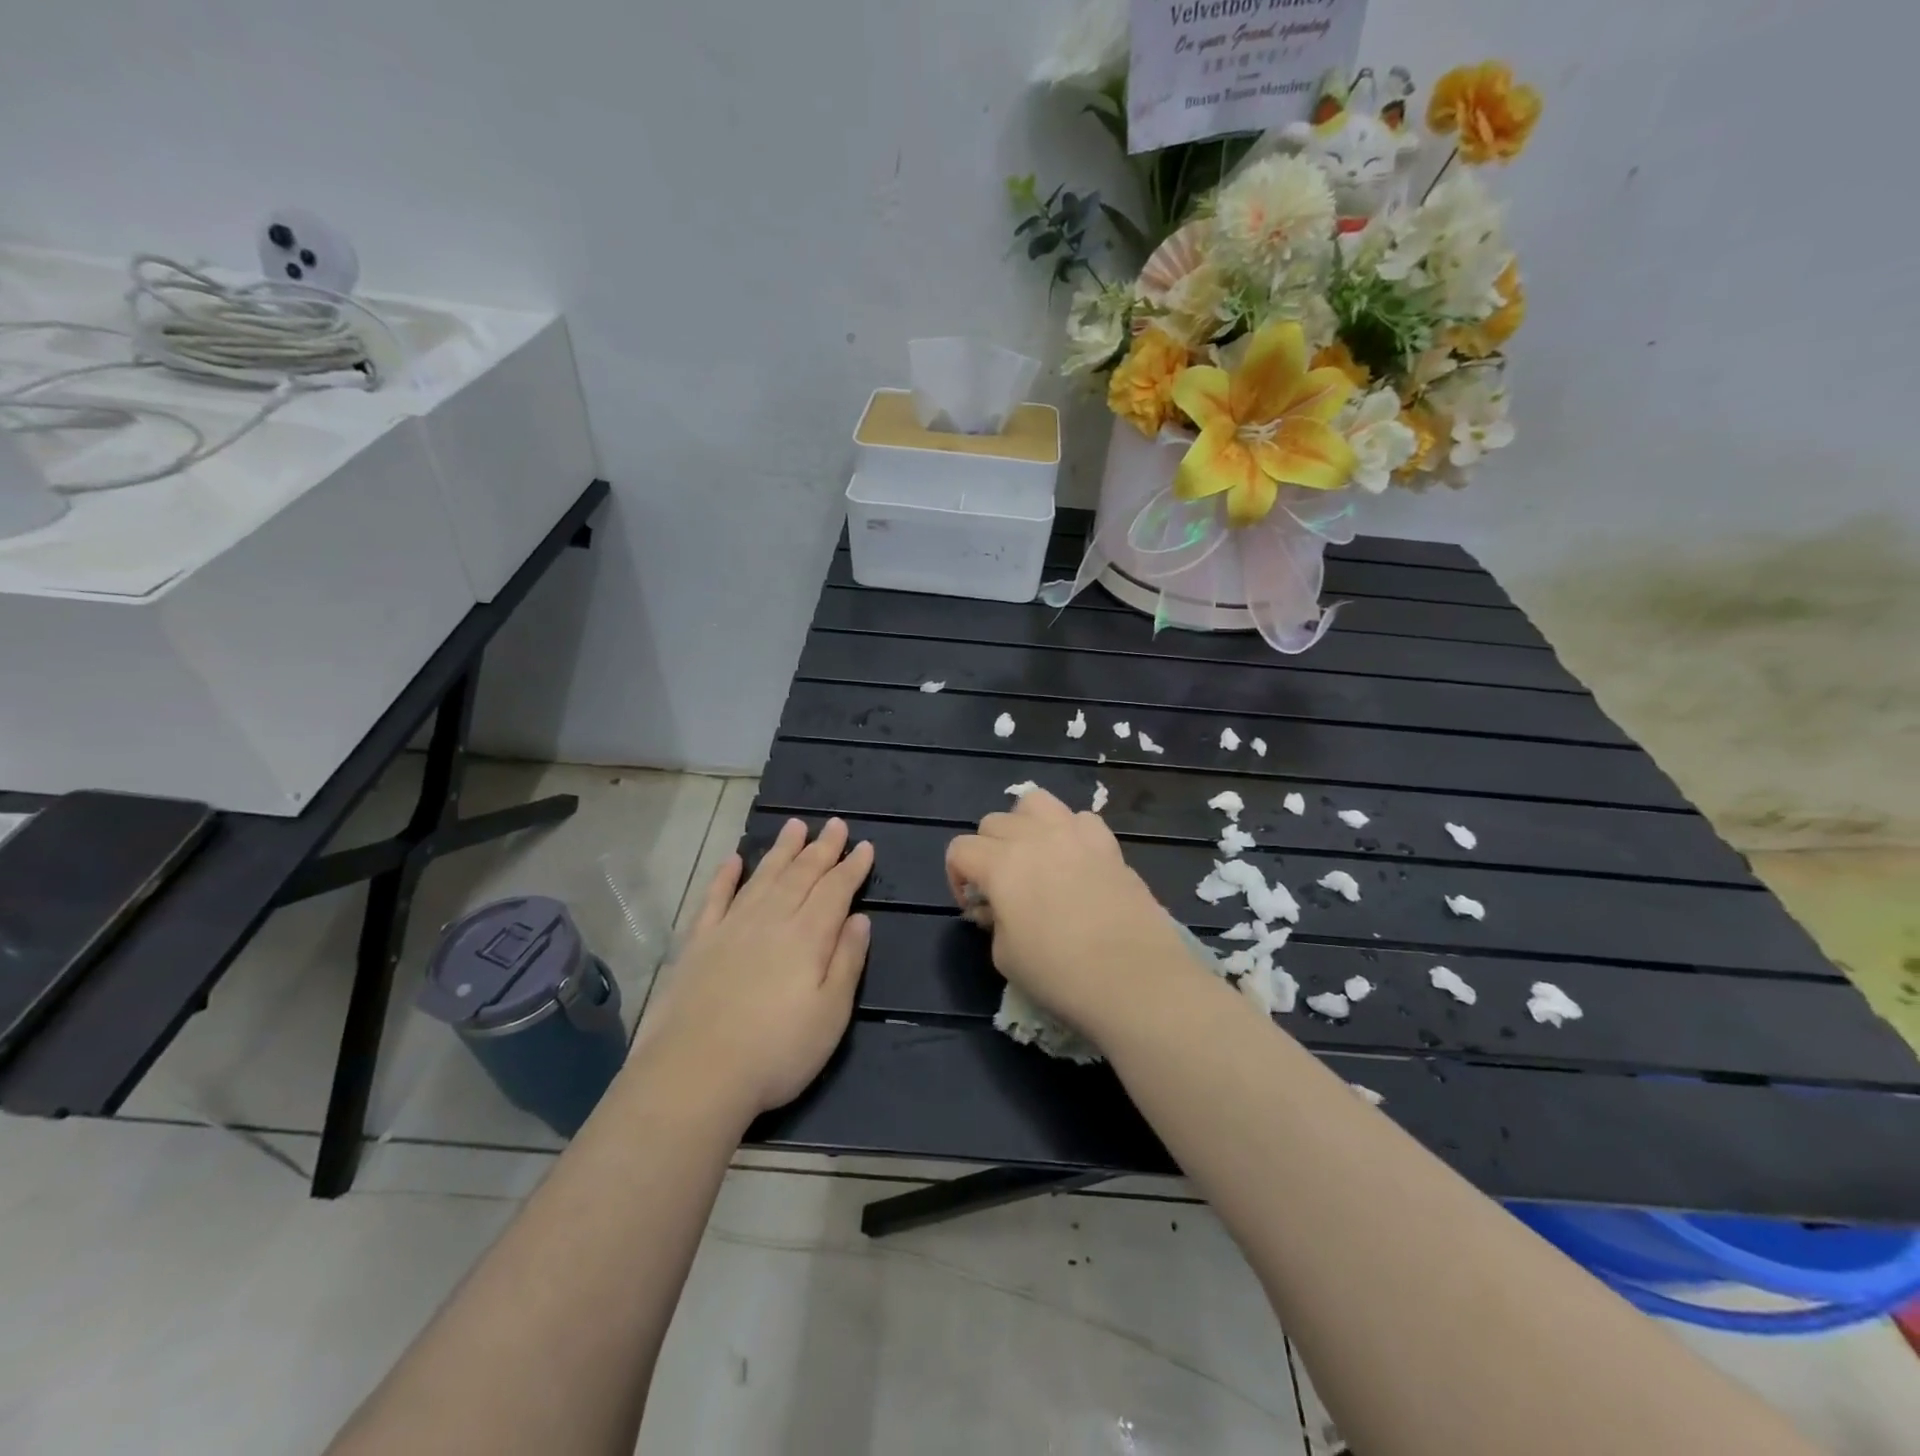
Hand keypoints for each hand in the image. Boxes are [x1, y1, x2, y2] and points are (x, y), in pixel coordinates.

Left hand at [635, 818, 872, 1117]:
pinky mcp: (698, 943)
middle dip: (822, 848)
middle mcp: (770, 920)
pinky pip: (715, 898)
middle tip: (835, 824)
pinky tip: (733, 859)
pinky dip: (725, 876)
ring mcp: (730, 928)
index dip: (852, 867)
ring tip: (795, 826)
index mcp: (807, 936)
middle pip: (801, 875)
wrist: (694, 1074)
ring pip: (762, 877)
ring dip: (781, 850)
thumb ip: (847, 962)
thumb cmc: (776, 1051)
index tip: (865, 846)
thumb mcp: (831, 1014)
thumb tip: (860, 918)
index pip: (836, 890)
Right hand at [945, 789, 1195, 1041]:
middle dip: (988, 851)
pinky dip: (1070, 833)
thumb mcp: (1005, 957)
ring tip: (1035, 857)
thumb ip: (995, 921)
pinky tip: (1076, 862)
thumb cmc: (1061, 974)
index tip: (974, 909)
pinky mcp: (1109, 844)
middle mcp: (1034, 837)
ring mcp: (1074, 834)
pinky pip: (1081, 819)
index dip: (957, 878)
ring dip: (1025, 825)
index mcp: (1001, 864)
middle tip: (1003, 889)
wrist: (1136, 978)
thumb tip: (1001, 907)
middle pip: (993, 822)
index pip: (960, 849)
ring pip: (1035, 802)